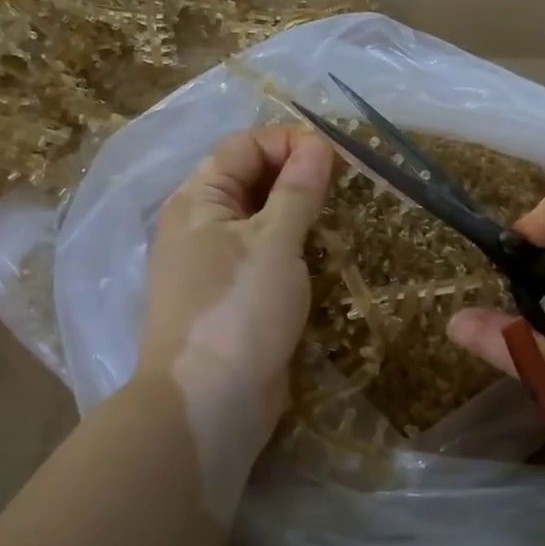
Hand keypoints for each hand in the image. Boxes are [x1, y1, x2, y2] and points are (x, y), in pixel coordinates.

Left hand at [136, 127, 336, 483]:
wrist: (209, 403)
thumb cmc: (239, 309)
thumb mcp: (274, 241)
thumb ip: (297, 190)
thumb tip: (318, 144)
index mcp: (198, 200)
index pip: (244, 146)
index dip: (289, 142)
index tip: (337, 158)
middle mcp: (200, 225)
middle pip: (251, 180)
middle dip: (298, 177)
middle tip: (346, 187)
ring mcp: (215, 265)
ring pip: (261, 221)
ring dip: (299, 215)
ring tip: (340, 221)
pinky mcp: (233, 298)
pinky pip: (265, 258)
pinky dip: (293, 251)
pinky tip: (323, 259)